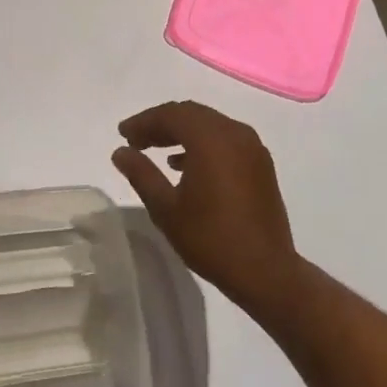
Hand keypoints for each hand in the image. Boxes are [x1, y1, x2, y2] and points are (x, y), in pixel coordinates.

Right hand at [113, 100, 302, 314]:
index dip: (144, 121)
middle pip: (191, 114)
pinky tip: (184, 164)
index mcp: (211, 139)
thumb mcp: (166, 209)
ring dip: (181, 132)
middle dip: (161, 123)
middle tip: (136, 140)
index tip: (123, 133)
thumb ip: (141, 174)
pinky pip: (225, 139)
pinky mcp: (260, 163)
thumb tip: (120, 151)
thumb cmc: (211, 239)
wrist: (266, 273)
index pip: (171, 115)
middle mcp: (234, 133)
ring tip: (155, 150)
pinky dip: (202, 142)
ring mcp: (251, 147)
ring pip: (209, 124)